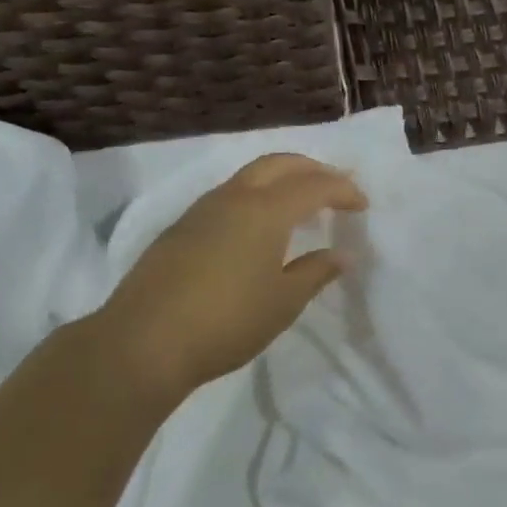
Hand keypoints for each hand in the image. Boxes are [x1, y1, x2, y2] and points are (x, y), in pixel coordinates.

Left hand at [89, 154, 366, 403]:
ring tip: (299, 202)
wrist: (143, 342)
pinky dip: (255, 196)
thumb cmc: (226, 322)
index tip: (362, 205)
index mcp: (265, 210)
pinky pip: (229, 195)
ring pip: (249, 176)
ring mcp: (201, 210)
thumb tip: (341, 255)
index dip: (343, 190)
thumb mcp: (283, 302)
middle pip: (279, 164)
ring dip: (280, 179)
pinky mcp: (180, 228)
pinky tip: (258, 226)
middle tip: (334, 185)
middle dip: (312, 168)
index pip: (314, 185)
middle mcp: (234, 198)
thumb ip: (315, 272)